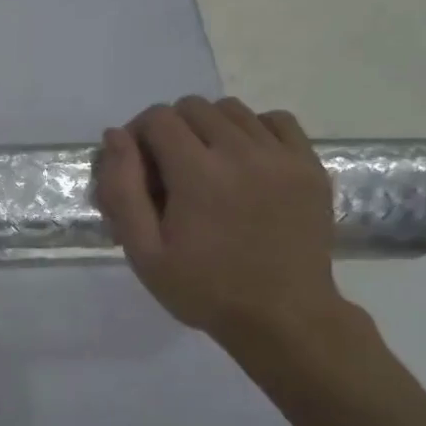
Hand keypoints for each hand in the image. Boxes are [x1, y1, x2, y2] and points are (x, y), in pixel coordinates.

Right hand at [95, 97, 344, 344]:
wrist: (284, 317)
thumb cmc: (204, 289)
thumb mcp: (144, 252)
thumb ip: (122, 190)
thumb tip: (115, 136)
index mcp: (198, 174)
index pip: (158, 118)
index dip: (137, 135)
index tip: (137, 167)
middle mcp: (242, 152)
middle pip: (193, 107)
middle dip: (170, 130)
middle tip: (168, 171)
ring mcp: (282, 156)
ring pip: (233, 110)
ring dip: (209, 128)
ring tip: (206, 166)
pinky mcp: (310, 166)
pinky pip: (276, 121)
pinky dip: (252, 130)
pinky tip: (244, 161)